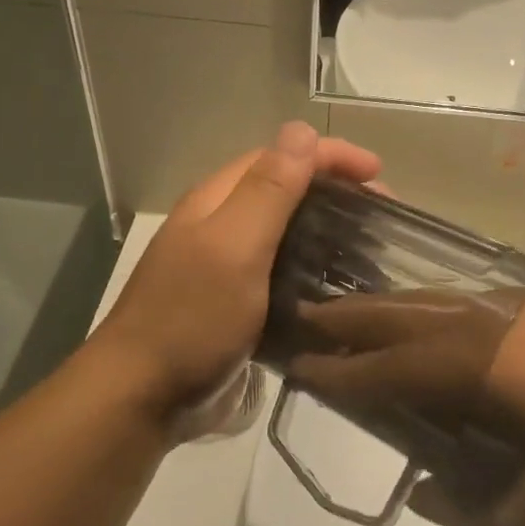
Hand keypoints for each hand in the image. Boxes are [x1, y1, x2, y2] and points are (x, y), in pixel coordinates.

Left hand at [94, 123, 381, 419]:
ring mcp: (224, 266)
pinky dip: (311, 269)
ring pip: (283, 232)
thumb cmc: (191, 317)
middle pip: (283, 190)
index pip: (279, 156)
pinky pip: (280, 272)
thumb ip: (268, 190)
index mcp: (216, 201)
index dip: (330, 155)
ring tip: (368, 249)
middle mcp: (219, 225)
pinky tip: (336, 287)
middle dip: (334, 190)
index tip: (379, 173)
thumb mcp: (233, 247)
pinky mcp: (233, 303)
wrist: (143, 395)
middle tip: (382, 214)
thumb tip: (301, 130)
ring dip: (326, 229)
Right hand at [289, 290, 524, 525]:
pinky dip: (430, 310)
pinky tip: (433, 327)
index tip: (297, 368)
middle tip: (303, 319)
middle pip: (400, 313)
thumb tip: (428, 499)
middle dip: (348, 318)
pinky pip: (467, 301)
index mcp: (483, 365)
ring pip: (433, 299)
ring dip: (388, 309)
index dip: (340, 371)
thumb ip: (481, 513)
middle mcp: (490, 320)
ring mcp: (521, 304)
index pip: (389, 367)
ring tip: (354, 319)